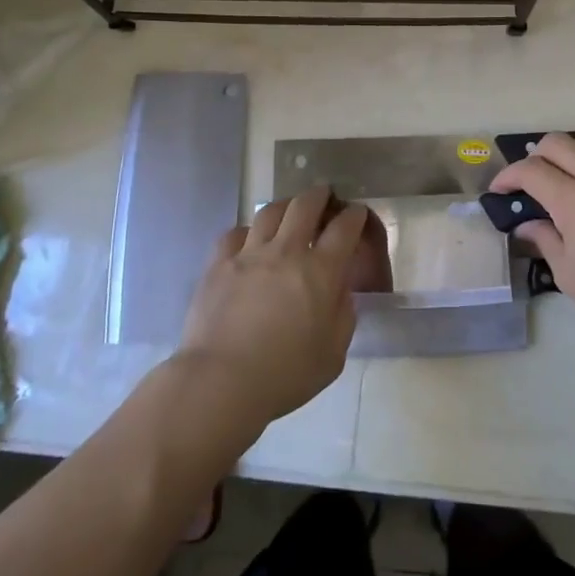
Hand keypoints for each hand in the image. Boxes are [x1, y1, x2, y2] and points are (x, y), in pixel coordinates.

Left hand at [177, 185, 368, 425]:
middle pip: (305, 206)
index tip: (356, 213)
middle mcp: (286, 252)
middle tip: (324, 194)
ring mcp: (249, 254)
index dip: (354, 216)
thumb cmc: (285, 375)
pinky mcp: (218, 264)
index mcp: (321, 272)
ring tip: (288, 209)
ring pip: (269, 212)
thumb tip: (340, 290)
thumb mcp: (333, 354)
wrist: (221, 382)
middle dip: (319, 195)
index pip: (344, 228)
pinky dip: (247, 232)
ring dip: (285, 205)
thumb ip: (343, 315)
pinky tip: (248, 240)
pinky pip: (234, 233)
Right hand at [491, 133, 574, 351]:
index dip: (508, 176)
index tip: (498, 191)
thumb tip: (528, 225)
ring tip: (562, 176)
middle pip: (558, 143)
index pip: (531, 170)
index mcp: (572, 199)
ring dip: (569, 151)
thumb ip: (545, 239)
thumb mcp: (566, 272)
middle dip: (535, 156)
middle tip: (527, 182)